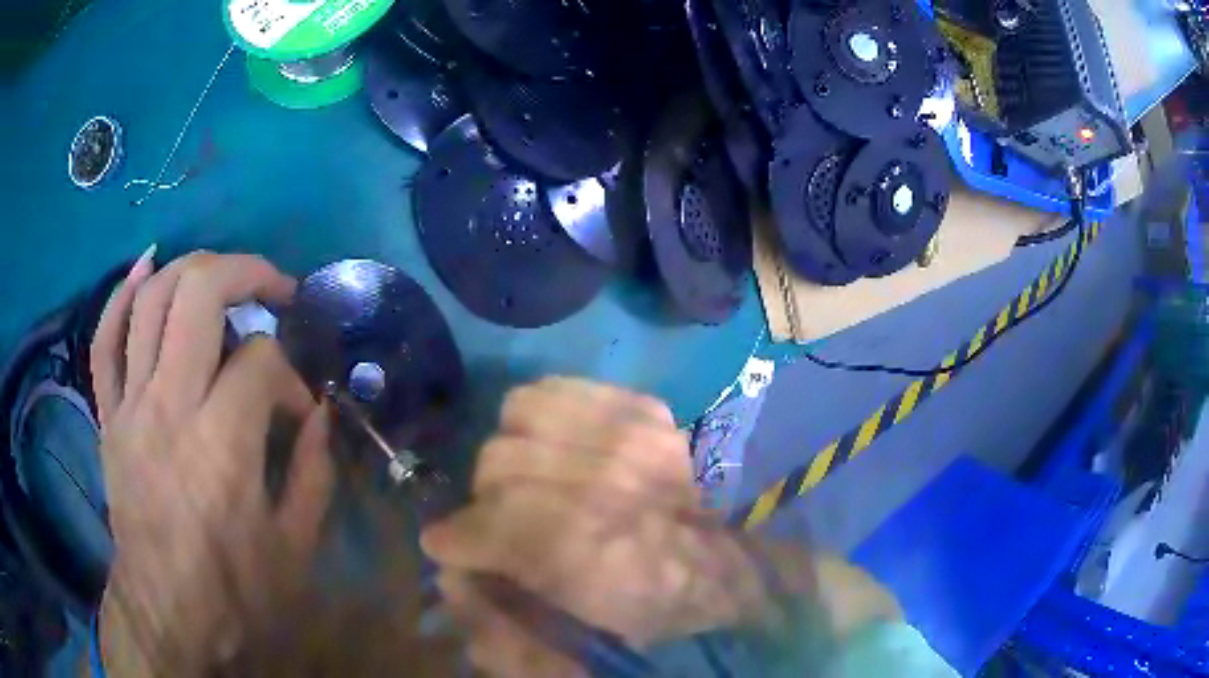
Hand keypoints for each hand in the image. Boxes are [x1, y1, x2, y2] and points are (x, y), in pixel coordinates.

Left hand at [90, 251, 333, 675]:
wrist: (167, 614)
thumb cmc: (235, 590)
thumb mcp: (295, 547)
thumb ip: (314, 472)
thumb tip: (320, 411)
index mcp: (222, 443)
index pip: (262, 360)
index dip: (290, 373)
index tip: (296, 409)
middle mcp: (169, 404)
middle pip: (199, 292)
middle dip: (245, 272)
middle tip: (272, 287)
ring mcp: (130, 405)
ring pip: (150, 300)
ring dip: (190, 269)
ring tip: (220, 274)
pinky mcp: (109, 416)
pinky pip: (104, 339)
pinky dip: (122, 294)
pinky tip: (146, 269)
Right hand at [421, 378, 792, 676]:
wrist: (743, 560)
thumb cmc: (662, 611)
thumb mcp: (578, 643)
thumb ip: (501, 623)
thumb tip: (451, 576)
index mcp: (588, 551)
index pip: (482, 524)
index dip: (453, 539)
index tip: (449, 547)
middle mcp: (604, 478)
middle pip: (495, 464)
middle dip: (485, 501)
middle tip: (502, 523)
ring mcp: (628, 430)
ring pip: (517, 415)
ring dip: (511, 452)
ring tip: (530, 480)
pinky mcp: (642, 405)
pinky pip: (556, 389)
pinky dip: (540, 416)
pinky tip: (557, 445)